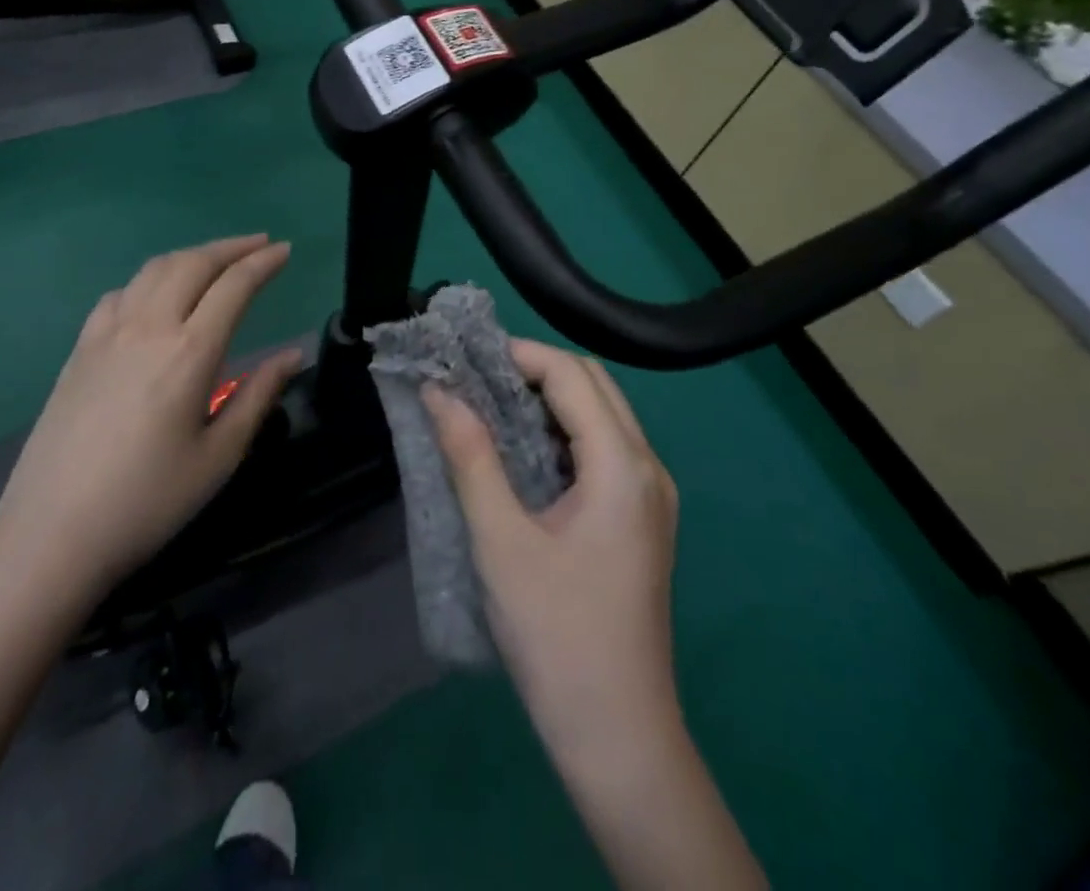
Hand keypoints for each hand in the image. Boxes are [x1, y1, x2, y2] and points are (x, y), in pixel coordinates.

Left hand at [0, 235, 300, 598]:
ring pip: (153, 270)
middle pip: (193, 263)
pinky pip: (119, 294)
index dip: (263, 263)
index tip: (285, 250)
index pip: (234, 286)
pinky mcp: (79, 349)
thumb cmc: (147, 502)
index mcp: (189, 352)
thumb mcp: (218, 457)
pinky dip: (149, 279)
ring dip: (191, 255)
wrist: (52, 533)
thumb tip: (292, 355)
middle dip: (231, 247)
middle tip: (260, 244)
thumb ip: (258, 396)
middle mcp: (148, 327)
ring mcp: (107, 333)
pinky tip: (155, 295)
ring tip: (216, 260)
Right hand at [424, 340, 680, 757]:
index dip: (518, 354)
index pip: (571, 374)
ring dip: (548, 398)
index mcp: (623, 466)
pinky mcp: (640, 518)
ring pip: (601, 414)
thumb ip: (470, 457)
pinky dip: (561, 431)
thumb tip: (439, 391)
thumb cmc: (556, 635)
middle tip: (473, 378)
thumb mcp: (501, 541)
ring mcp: (650, 495)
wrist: (617, 736)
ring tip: (488, 405)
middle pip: (593, 384)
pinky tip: (520, 450)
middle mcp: (647, 468)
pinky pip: (603, 448)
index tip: (465, 357)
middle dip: (533, 368)